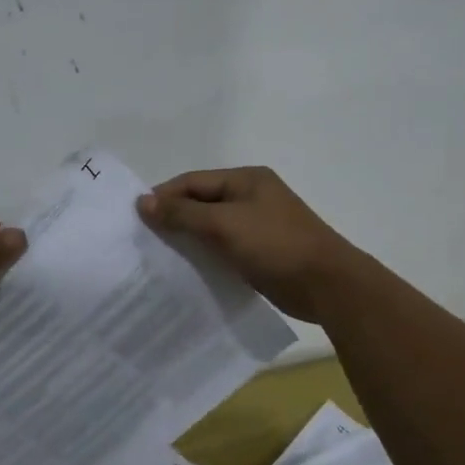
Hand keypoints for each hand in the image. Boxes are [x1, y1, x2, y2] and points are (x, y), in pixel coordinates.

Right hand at [137, 167, 368, 322]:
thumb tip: (143, 202)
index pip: (193, 181)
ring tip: (158, 256)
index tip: (136, 218)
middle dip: (173, 218)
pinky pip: (223, 248)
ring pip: (211, 227)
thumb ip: (183, 213)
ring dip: (187, 239)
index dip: (164, 196)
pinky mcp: (261, 252)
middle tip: (143, 239)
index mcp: (246, 180)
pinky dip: (204, 255)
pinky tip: (186, 270)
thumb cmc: (276, 245)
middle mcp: (251, 197)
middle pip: (201, 202)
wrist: (327, 285)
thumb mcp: (224, 225)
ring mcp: (258, 225)